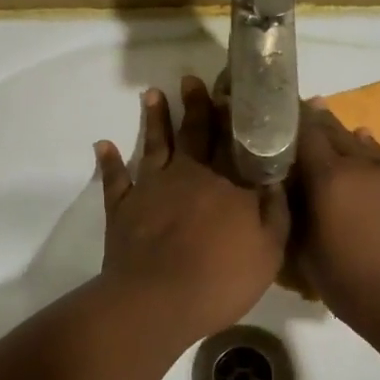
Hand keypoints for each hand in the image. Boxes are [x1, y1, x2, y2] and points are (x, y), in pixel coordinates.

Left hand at [94, 76, 289, 345]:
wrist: (157, 301)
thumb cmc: (221, 280)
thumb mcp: (269, 252)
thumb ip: (276, 213)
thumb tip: (276, 179)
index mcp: (229, 184)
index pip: (235, 142)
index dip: (234, 116)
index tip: (232, 91)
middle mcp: (190, 175)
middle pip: (194, 133)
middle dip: (194, 105)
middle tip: (190, 78)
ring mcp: (152, 188)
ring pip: (154, 145)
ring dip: (154, 119)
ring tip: (152, 94)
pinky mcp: (122, 208)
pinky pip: (114, 179)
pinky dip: (109, 161)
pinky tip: (103, 145)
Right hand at [293, 100, 379, 351]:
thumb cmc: (356, 287)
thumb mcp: (307, 257)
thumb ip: (293, 215)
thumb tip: (284, 189)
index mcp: (330, 179)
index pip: (302, 132)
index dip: (284, 121)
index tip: (269, 119)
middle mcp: (361, 164)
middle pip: (331, 129)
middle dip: (310, 122)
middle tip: (291, 120)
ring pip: (360, 141)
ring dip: (339, 135)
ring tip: (323, 131)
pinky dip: (366, 150)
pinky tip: (361, 150)